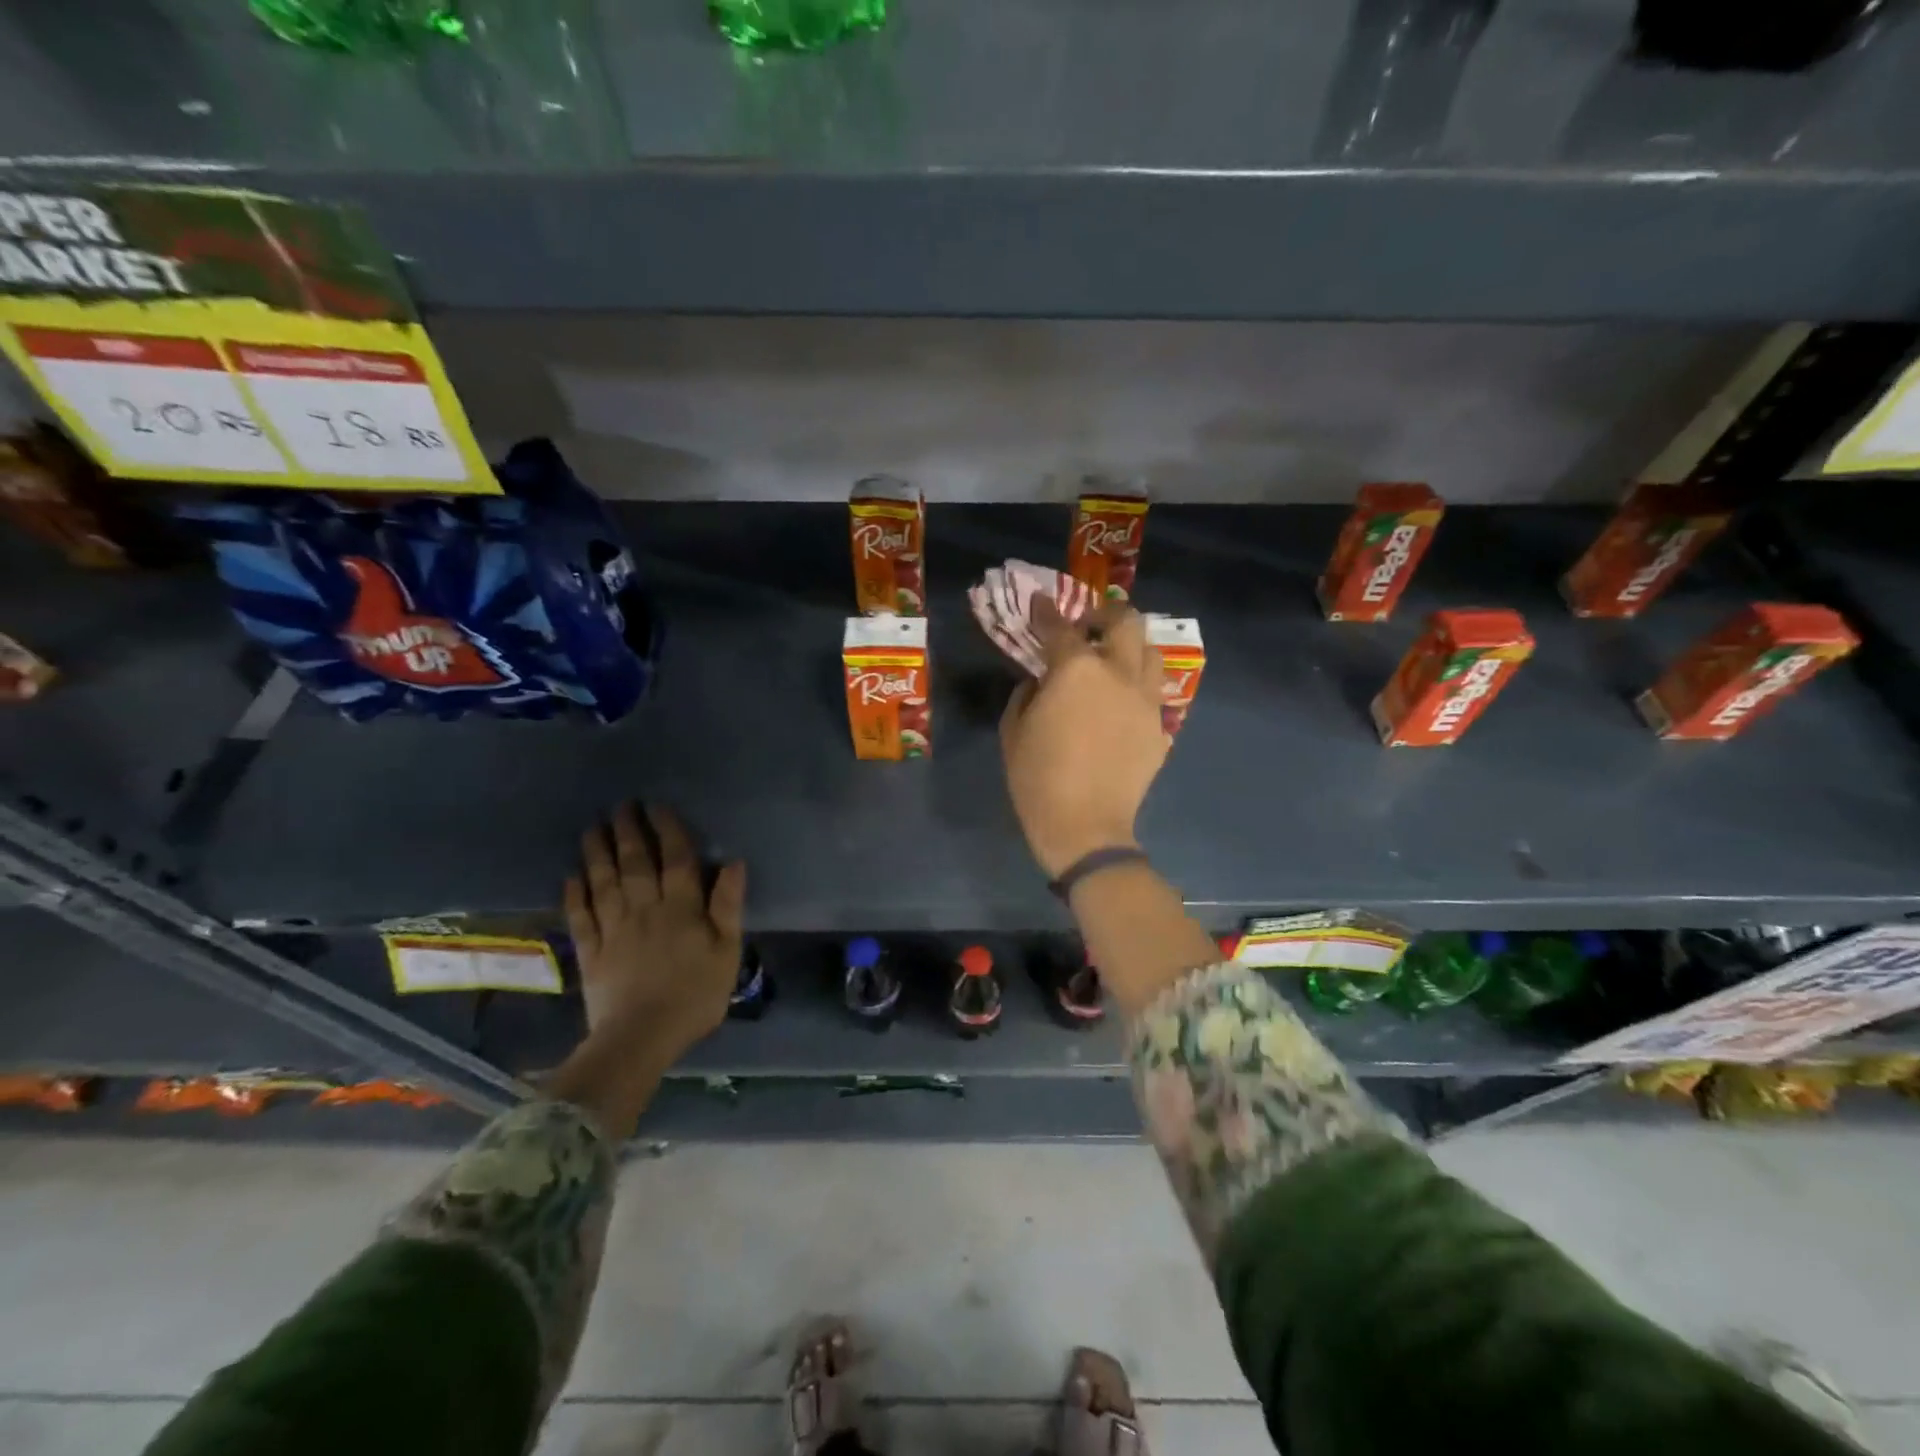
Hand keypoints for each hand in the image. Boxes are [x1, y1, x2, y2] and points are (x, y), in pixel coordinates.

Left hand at [564, 803, 745, 1060]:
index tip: (657, 806)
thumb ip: (728, 906)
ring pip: (604, 883)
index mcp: (682, 908)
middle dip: (628, 832)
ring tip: (592, 828)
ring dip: (597, 853)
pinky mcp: (591, 953)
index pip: (676, 859)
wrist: (641, 1038)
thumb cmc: (695, 995)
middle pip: (635, 864)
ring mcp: (614, 930)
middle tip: (620, 806)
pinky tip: (571, 877)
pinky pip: (580, 918)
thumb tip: (734, 863)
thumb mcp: (727, 952)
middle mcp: (645, 909)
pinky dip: (574, 895)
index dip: (667, 829)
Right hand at [1000, 597, 1166, 877]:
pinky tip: (1120, 704)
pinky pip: (1152, 692)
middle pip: (1124, 622)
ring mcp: (1145, 699)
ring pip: (1150, 651)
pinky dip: (1136, 687)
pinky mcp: (1160, 726)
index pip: (1060, 628)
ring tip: (1111, 661)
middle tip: (1086, 628)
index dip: (1046, 612)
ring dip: (1129, 647)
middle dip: (1104, 615)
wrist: (1085, 826)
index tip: (1040, 603)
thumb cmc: (1038, 778)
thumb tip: (1041, 681)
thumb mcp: (1013, 731)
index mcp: (1076, 670)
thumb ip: (1026, 693)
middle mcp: (1118, 673)